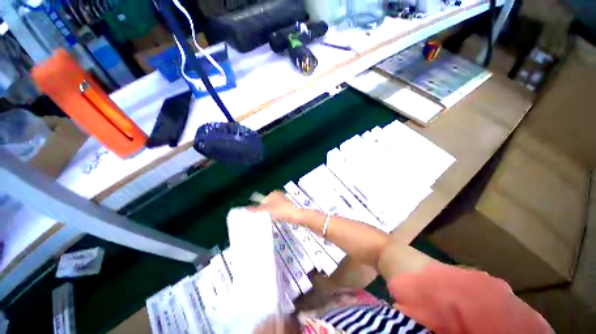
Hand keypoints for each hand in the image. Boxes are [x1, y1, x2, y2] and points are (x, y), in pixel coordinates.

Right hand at [249, 191, 304, 224]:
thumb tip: (246, 208)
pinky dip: (274, 215)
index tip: (254, 215)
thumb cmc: (282, 210)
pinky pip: (276, 211)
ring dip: (268, 213)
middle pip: (266, 203)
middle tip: (258, 218)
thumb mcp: (268, 210)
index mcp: (273, 194)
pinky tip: (273, 220)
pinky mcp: (285, 208)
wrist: (296, 215)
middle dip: (263, 210)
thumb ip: (257, 209)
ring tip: (264, 220)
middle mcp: (277, 196)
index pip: (261, 199)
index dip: (257, 207)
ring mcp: (282, 202)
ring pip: (272, 208)